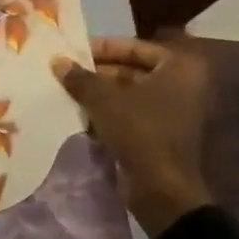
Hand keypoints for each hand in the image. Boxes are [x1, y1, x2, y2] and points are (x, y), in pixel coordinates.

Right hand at [52, 38, 211, 238]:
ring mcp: (173, 112)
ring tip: (67, 91)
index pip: (134, 47)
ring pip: (129, 94)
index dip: (103, 48)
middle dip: (98, 72)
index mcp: (179, 68)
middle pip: (132, 70)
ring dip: (100, 94)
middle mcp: (182, 86)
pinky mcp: (161, 135)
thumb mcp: (104, 99)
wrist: (163, 191)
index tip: (74, 52)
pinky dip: (108, 113)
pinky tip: (80, 114)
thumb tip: (57, 60)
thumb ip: (80, 77)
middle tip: (66, 72)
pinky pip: (131, 115)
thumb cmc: (140, 132)